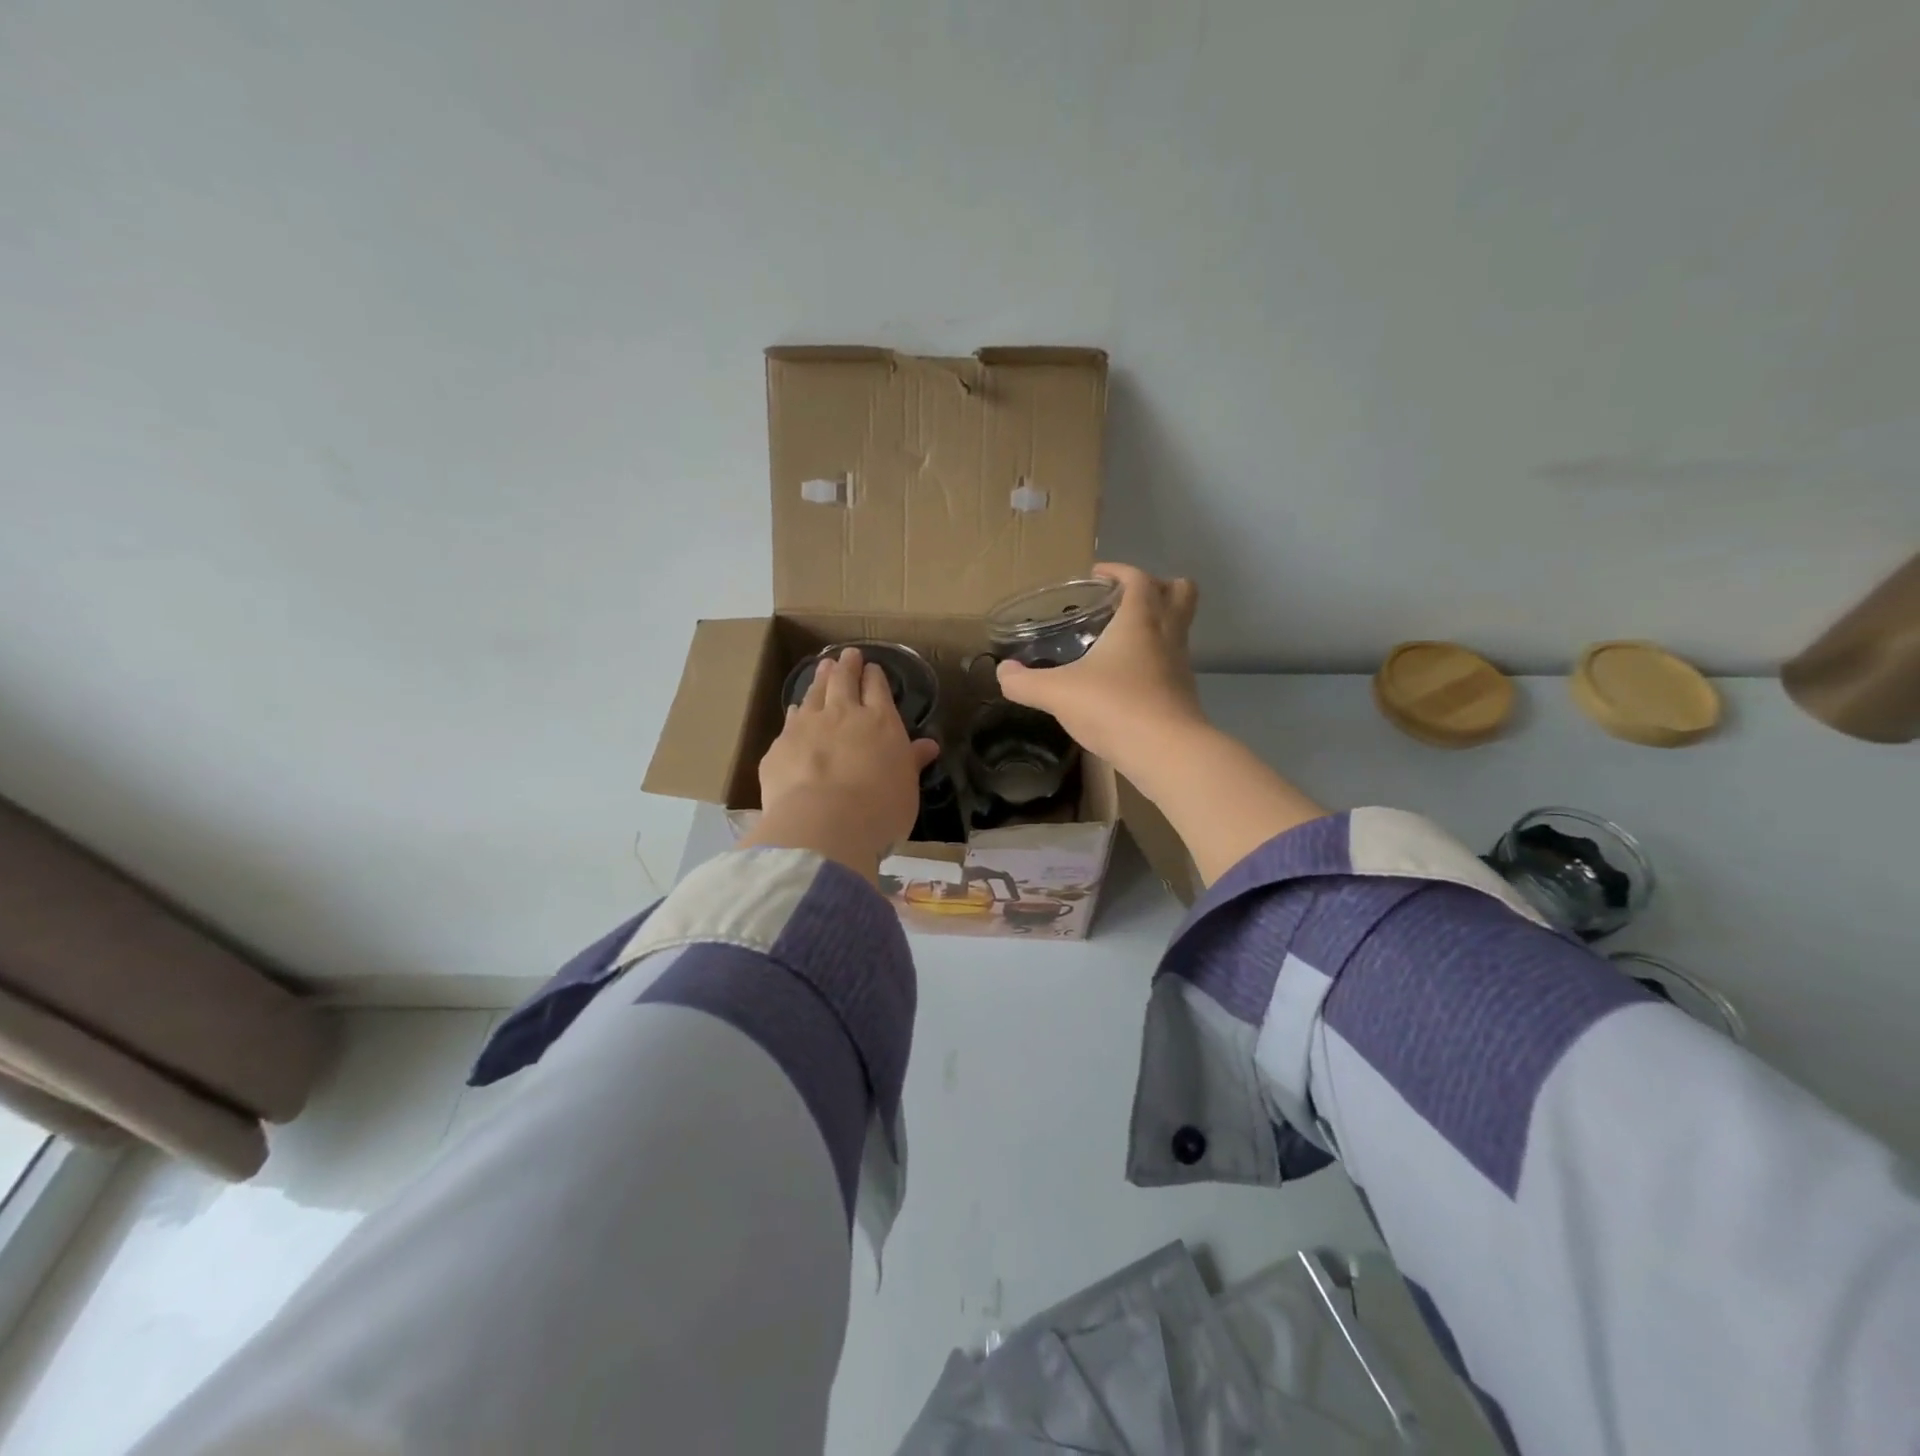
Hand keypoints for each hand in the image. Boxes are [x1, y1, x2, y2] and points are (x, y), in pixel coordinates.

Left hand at [738, 647, 940, 880]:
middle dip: (847, 666)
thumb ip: (912, 762)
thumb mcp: (907, 788)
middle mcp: (843, 715)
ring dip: (820, 679)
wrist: (823, 825)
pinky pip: (790, 721)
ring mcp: (807, 726)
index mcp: (880, 723)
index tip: (872, 668)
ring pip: (814, 694)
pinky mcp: (780, 747)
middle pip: (843, 681)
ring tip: (823, 668)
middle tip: (847, 655)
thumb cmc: (879, 810)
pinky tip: (795, 711)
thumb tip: (929, 745)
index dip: (874, 676)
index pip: (877, 689)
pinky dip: (796, 712)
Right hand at [996, 563, 1205, 780]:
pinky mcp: (1183, 694)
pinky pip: (1171, 662)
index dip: (1118, 570)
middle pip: (1180, 592)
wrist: (1167, 753)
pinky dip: (1154, 660)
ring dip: (1157, 624)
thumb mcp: (1058, 693)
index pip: (1138, 578)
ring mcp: (1180, 665)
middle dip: (1157, 586)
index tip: (1096, 576)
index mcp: (1140, 620)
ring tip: (1121, 640)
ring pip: (1179, 629)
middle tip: (1123, 600)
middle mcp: (1167, 635)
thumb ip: (1025, 682)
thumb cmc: (1114, 707)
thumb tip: (1002, 672)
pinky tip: (1126, 679)